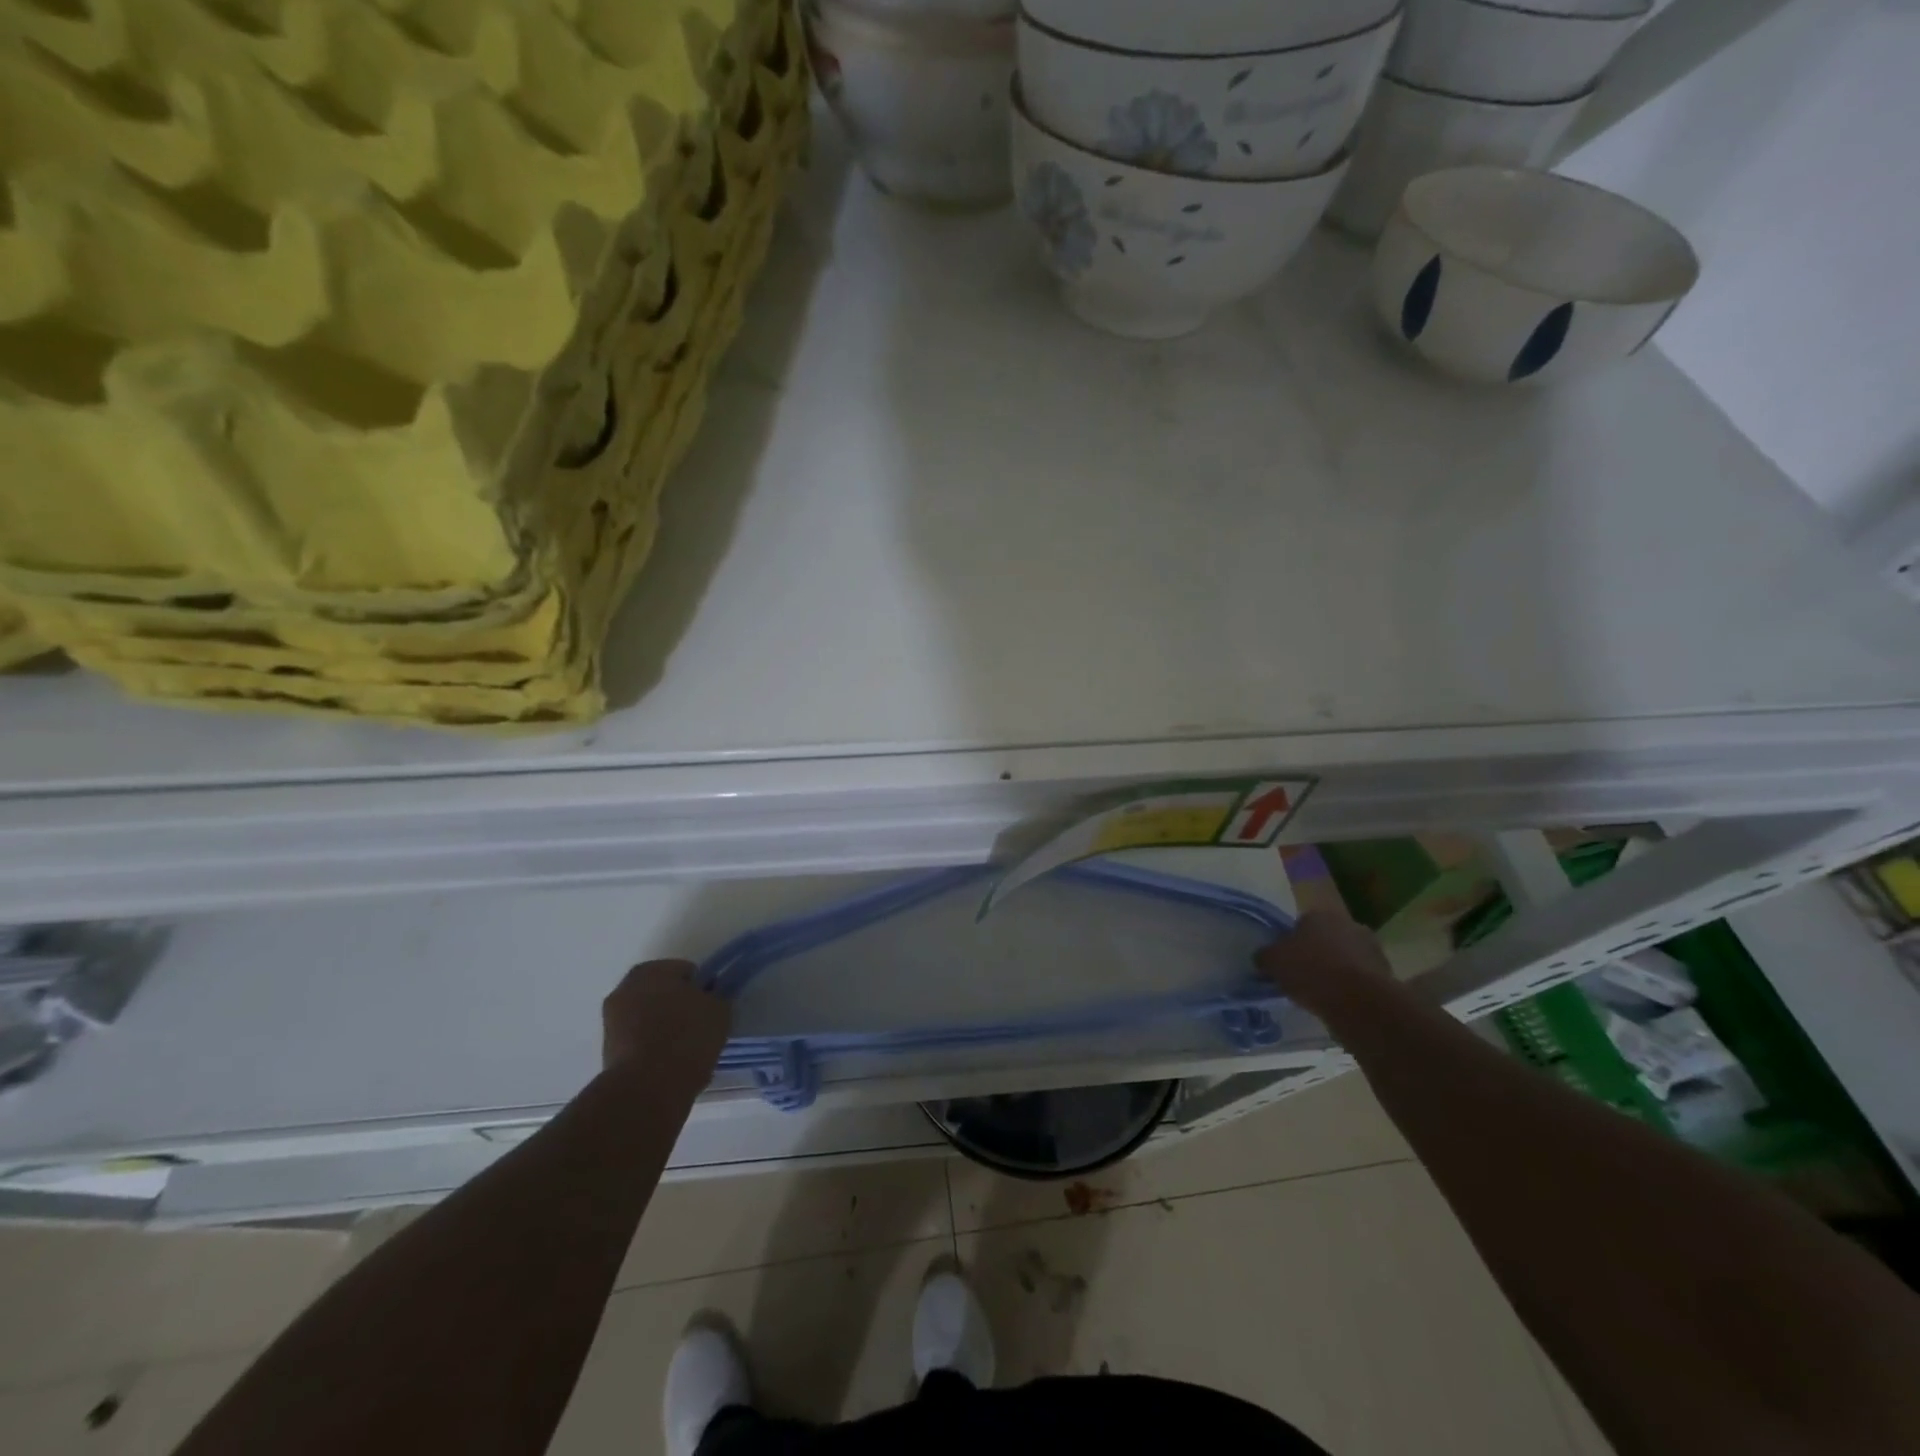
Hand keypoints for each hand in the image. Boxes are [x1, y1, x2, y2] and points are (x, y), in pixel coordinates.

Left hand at [602, 959, 731, 1074]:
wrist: (647, 1089)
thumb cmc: (686, 1038)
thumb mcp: (718, 1010)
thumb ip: (715, 996)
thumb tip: (709, 997)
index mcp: (651, 970)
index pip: (686, 972)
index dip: (702, 989)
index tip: (711, 1008)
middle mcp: (624, 988)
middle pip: (663, 993)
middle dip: (679, 1006)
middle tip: (700, 1027)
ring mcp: (611, 1021)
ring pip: (649, 1018)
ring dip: (664, 1027)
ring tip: (685, 1050)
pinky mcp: (607, 1052)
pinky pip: (639, 1041)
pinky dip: (652, 1048)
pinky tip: (669, 1065)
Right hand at [1255, 910, 1396, 1017]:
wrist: (1359, 1001)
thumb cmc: (1310, 971)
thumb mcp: (1272, 962)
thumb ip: (1265, 956)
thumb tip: (1263, 957)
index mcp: (1318, 915)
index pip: (1299, 925)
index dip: (1290, 944)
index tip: (1285, 963)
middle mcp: (1347, 924)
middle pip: (1325, 939)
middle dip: (1316, 955)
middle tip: (1302, 978)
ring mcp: (1371, 947)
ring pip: (1344, 958)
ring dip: (1336, 971)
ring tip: (1322, 994)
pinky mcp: (1386, 972)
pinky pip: (1360, 978)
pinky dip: (1351, 987)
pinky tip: (1340, 1003)